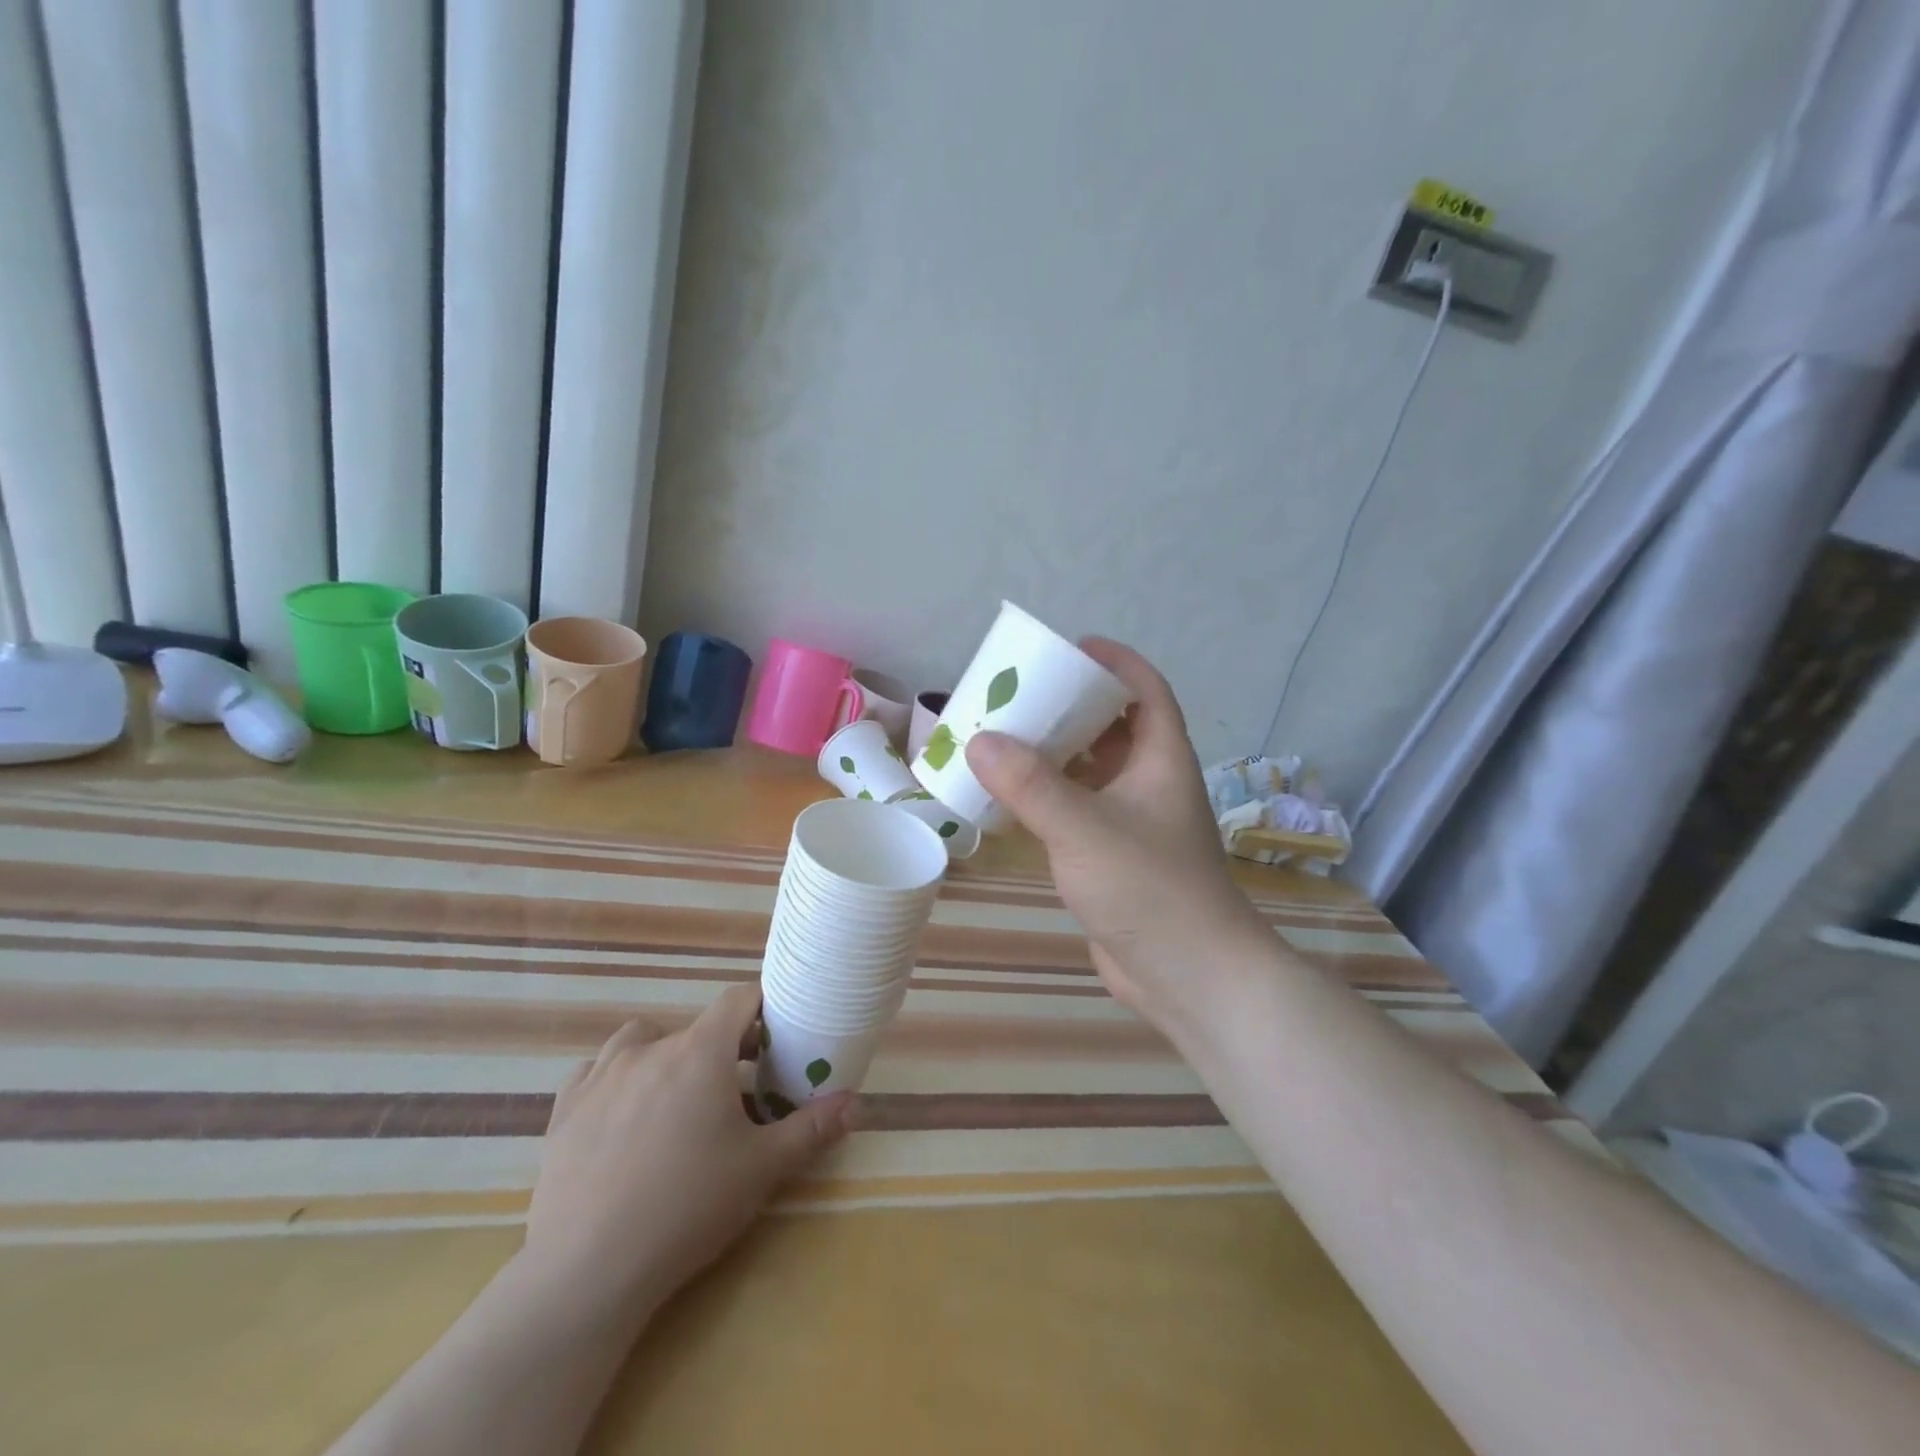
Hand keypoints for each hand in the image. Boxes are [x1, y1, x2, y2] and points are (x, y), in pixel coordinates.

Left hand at [522, 985, 851, 1318]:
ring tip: (675, 1098)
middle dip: (722, 1048)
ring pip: (641, 1040)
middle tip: (738, 1091)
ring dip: (664, 1055)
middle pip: (696, 1027)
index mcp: (701, 1052)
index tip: (775, 1036)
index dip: (762, 1008)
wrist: (588, 1270)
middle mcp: (651, 1049)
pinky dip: (614, 1080)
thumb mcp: (762, 1169)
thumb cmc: (688, 1207)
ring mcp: (602, 1076)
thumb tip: (857, 1104)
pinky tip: (621, 1116)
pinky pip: (595, 1072)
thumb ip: (812, 1128)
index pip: (739, 999)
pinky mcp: (565, 1110)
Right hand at [964, 638, 1277, 1037]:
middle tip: (1020, 695)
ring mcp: (1132, 823)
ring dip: (1054, 755)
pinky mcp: (1112, 858)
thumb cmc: (1149, 887)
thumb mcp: (1084, 828)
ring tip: (1004, 739)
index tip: (1073, 646)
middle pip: (1112, 728)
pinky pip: (1076, 811)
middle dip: (1070, 707)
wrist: (1188, 975)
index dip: (1116, 662)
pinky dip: (1046, 799)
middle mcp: (1149, 783)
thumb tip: (979, 740)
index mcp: (1160, 759)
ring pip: (1091, 772)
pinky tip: (1008, 798)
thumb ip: (1030, 785)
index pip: (1146, 690)